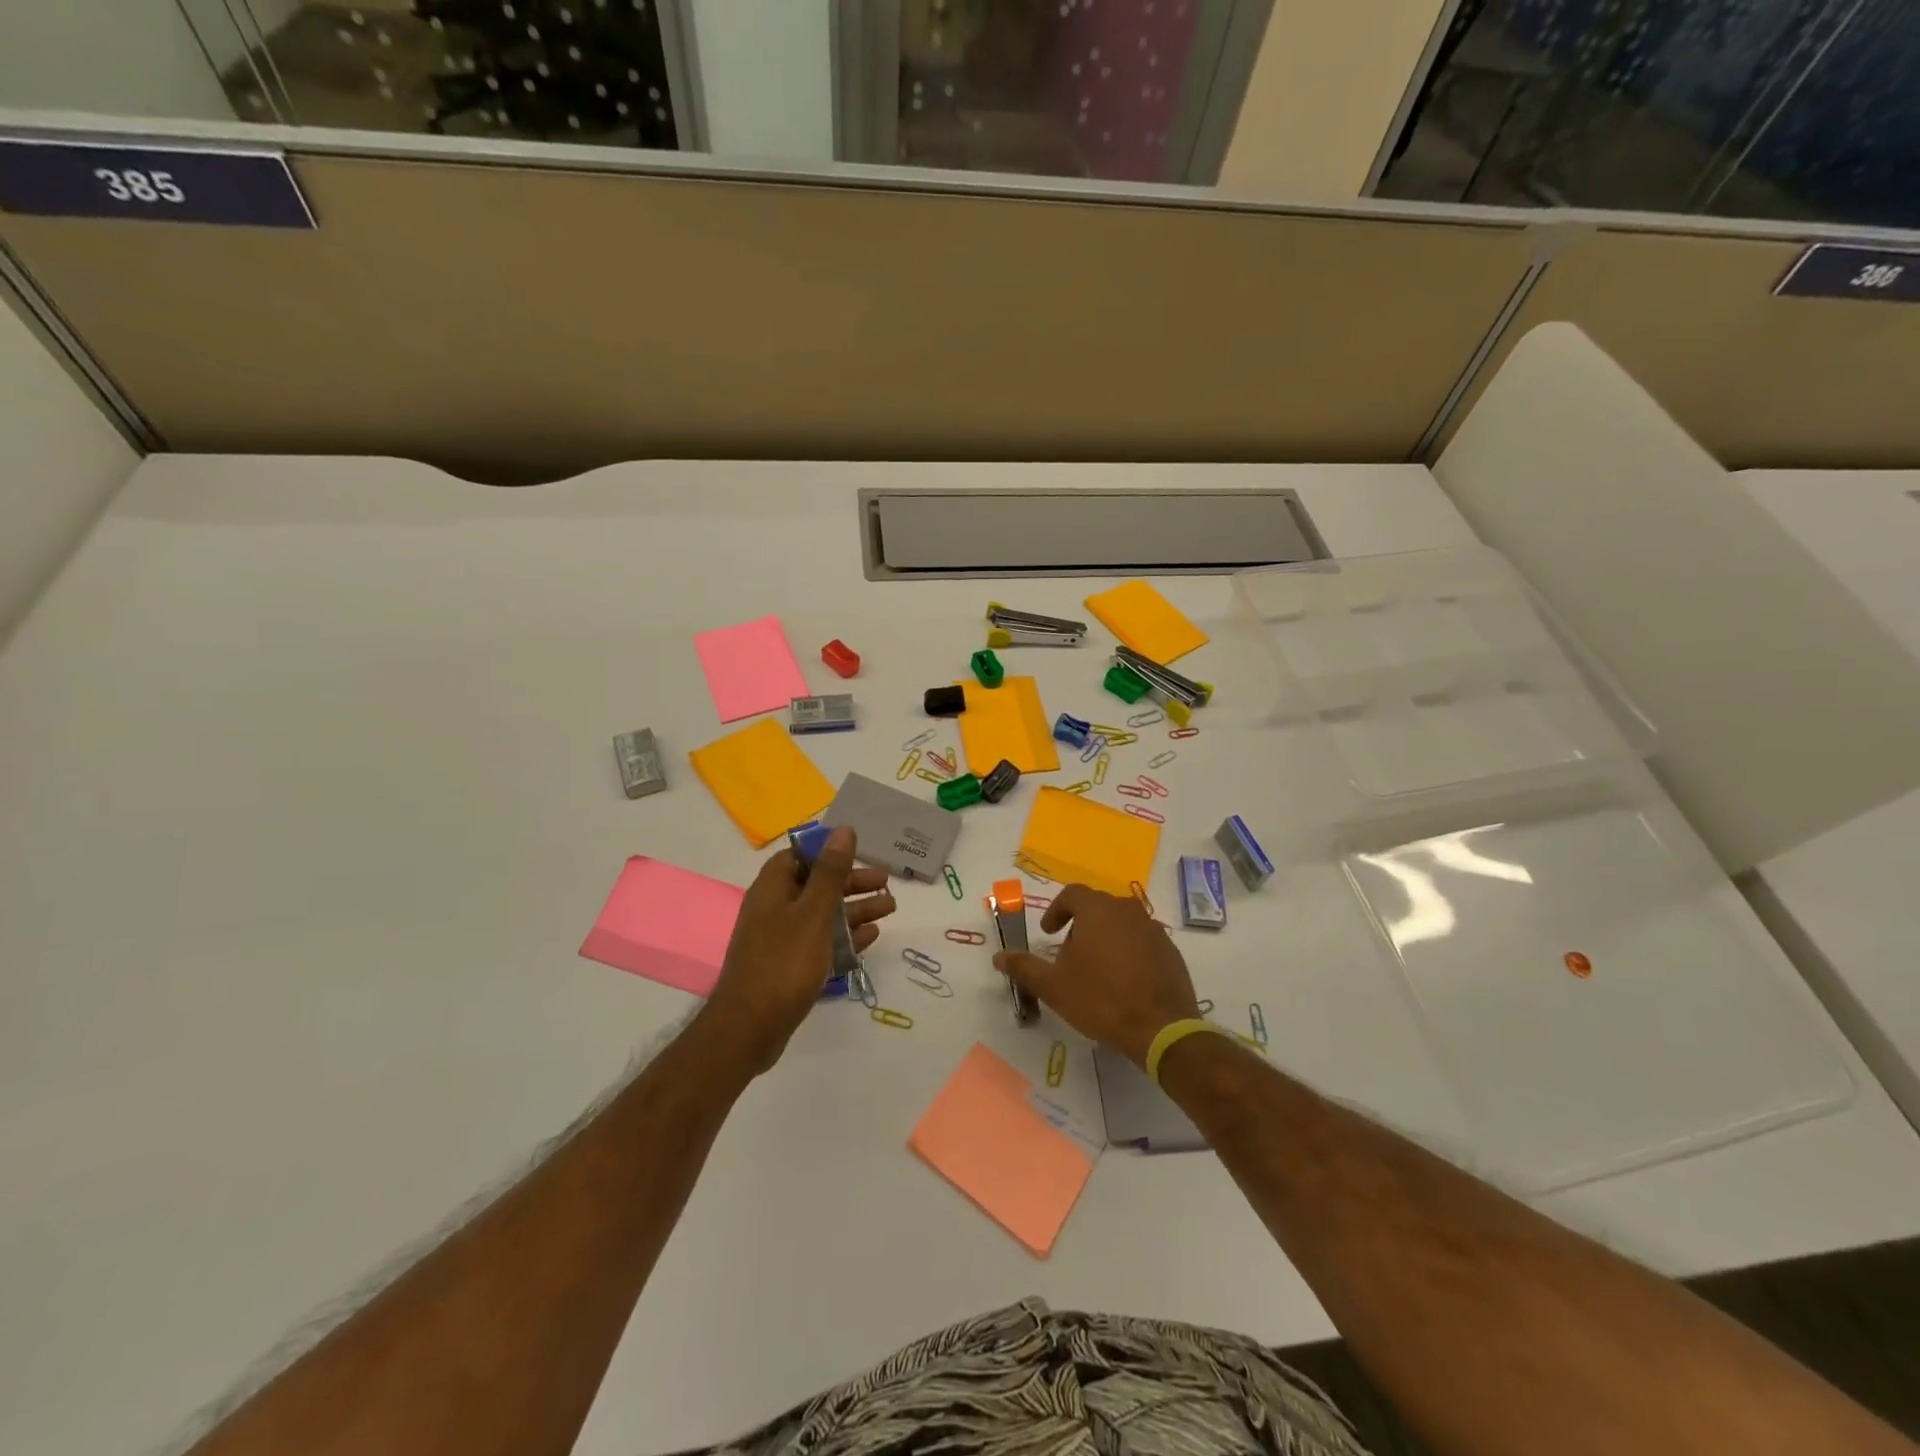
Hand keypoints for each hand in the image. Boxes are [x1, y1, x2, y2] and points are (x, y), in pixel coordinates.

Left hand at [702, 827, 894, 1074]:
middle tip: (887, 884)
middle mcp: (774, 908)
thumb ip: (830, 871)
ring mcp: (781, 939)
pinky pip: (821, 942)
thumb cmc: (784, 962)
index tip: (861, 853)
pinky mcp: (789, 967)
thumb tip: (843, 830)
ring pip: (824, 915)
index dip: (830, 852)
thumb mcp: (814, 911)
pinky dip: (845, 937)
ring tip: (890, 908)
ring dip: (856, 909)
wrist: (750, 1028)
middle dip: (853, 882)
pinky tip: (871, 937)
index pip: (801, 856)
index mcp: (773, 888)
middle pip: (818, 885)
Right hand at [994, 884, 1200, 1065]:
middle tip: (1069, 955)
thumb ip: (1024, 967)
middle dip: (1079, 926)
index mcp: (1098, 910)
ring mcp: (1153, 929)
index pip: (1072, 893)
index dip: (1056, 910)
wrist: (1160, 1028)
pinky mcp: (1170, 951)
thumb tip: (999, 956)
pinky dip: (1128, 952)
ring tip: (1095, 970)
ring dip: (1105, 938)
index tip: (1048, 933)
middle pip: (1098, 907)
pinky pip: (1142, 941)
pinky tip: (1123, 981)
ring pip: (1122, 923)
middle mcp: (1127, 910)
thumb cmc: (1100, 999)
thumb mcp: (1053, 986)